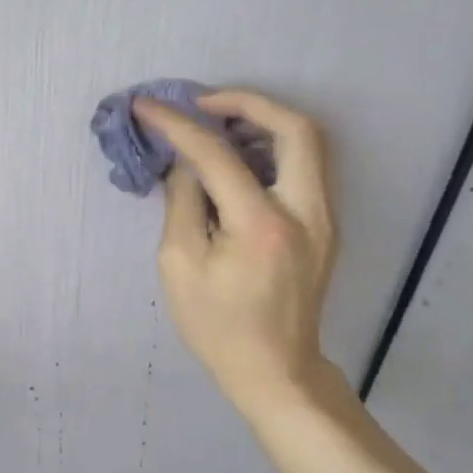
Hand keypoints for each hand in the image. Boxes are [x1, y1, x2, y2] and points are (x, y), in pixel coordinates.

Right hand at [133, 89, 346, 422]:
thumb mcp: (179, 264)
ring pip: (308, 142)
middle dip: (246, 101)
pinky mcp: (325, 224)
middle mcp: (306, 212)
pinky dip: (272, 145)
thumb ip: (182, 201)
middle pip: (295, 128)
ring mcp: (325, 217)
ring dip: (263, 120)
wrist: (275, 370)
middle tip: (202, 103)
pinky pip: (305, 165)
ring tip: (216, 123)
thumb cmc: (218, 325)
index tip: (147, 106)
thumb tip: (185, 160)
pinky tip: (238, 156)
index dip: (178, 124)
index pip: (218, 154)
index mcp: (262, 226)